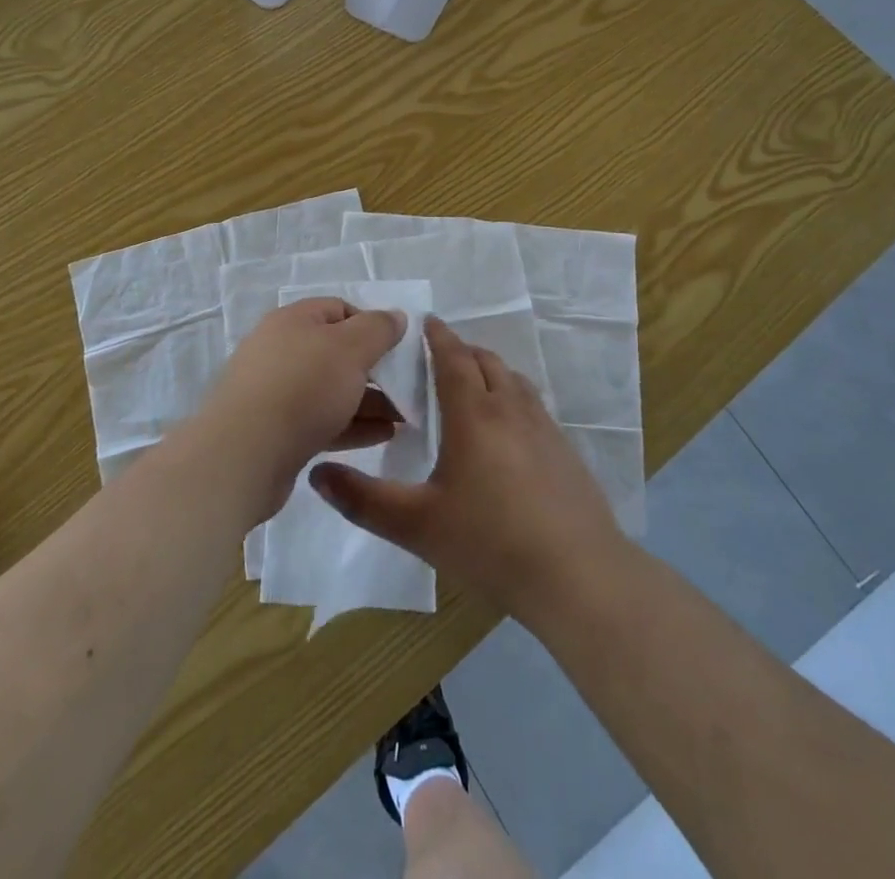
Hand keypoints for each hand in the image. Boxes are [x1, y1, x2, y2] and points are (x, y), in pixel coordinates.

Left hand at [200, 298, 404, 518]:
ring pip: (331, 390)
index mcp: (293, 320)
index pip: (339, 309)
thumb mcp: (350, 348)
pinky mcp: (276, 432)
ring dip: (368, 401)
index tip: (398, 348)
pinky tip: (382, 436)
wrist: (242, 455)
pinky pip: (322, 421)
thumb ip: (378, 329)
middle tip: (406, 388)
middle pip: (336, 352)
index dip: (372, 324)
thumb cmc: (302, 387)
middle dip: (374, 369)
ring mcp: (275, 393)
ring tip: (404, 418)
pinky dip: (352, 425)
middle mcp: (280, 350)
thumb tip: (395, 316)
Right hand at [309, 318, 624, 621]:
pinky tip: (507, 428)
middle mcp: (510, 409)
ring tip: (472, 384)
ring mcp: (543, 427)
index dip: (438, 336)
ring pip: (513, 380)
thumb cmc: (490, 542)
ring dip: (489, 370)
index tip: (425, 321)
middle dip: (462, 350)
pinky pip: (533, 404)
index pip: (453, 358)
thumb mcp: (416, 525)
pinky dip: (512, 396)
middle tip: (439, 355)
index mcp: (473, 414)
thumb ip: (363, 500)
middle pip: (486, 361)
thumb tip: (316, 474)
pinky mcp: (564, 450)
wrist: (578, 574)